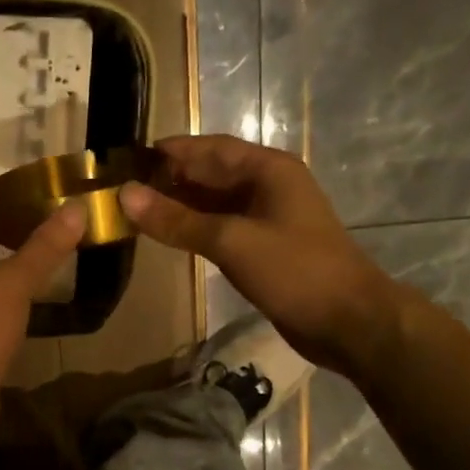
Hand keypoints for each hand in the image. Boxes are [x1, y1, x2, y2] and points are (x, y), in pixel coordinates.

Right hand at [120, 135, 401, 376]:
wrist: (348, 321)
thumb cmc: (295, 271)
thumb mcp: (231, 241)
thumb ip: (177, 220)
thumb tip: (126, 195)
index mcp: (267, 170)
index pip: (209, 148)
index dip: (168, 151)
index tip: (126, 159)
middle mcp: (267, 186)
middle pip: (210, 173)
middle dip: (169, 178)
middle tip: (121, 189)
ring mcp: (267, 218)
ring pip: (214, 203)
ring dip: (179, 205)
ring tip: (135, 212)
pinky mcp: (264, 247)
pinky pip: (221, 228)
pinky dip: (194, 229)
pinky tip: (168, 236)